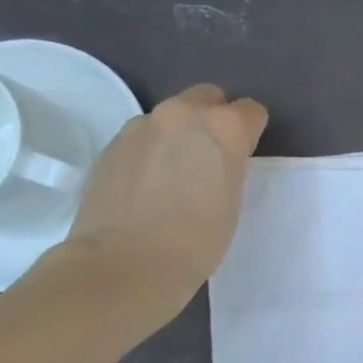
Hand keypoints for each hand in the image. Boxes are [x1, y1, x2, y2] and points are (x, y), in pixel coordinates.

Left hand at [56, 84, 268, 330]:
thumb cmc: (197, 240)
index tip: (245, 158)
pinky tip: (147, 186)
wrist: (125, 264)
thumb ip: (229, 165)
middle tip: (212, 158)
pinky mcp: (111, 145)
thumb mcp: (234, 199)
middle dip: (213, 119)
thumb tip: (216, 161)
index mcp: (224, 126)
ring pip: (170, 117)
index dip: (251, 133)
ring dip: (178, 134)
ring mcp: (141, 126)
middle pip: (207, 97)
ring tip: (175, 174)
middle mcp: (183, 114)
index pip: (251, 111)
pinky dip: (150, 152)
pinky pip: (142, 138)